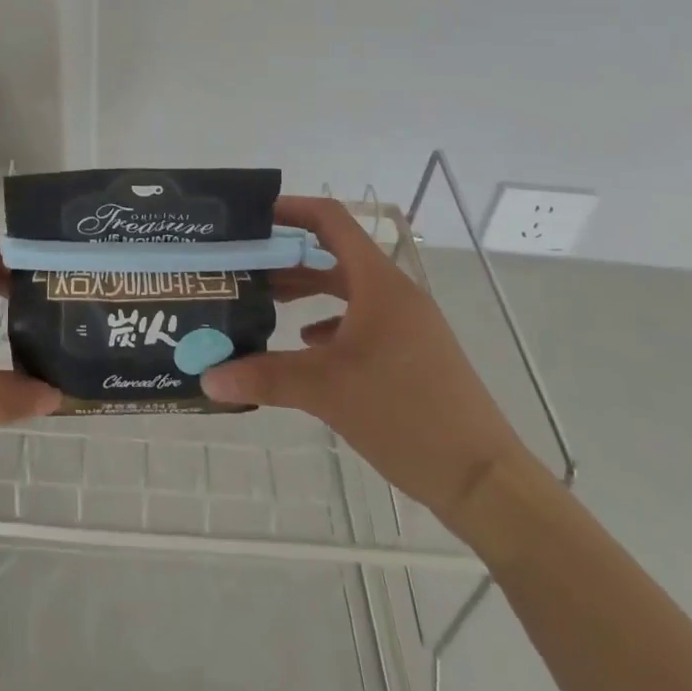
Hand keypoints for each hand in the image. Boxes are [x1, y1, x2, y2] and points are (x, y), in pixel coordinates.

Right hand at [204, 196, 528, 530]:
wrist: (484, 482)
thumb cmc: (405, 414)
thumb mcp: (326, 391)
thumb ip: (264, 376)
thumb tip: (207, 377)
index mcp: (378, 283)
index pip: (330, 220)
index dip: (292, 209)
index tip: (252, 217)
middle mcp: (394, 293)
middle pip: (334, 254)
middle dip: (289, 256)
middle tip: (246, 264)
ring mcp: (408, 324)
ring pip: (349, 289)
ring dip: (309, 290)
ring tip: (267, 301)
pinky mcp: (414, 353)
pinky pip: (364, 319)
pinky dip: (332, 322)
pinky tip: (308, 345)